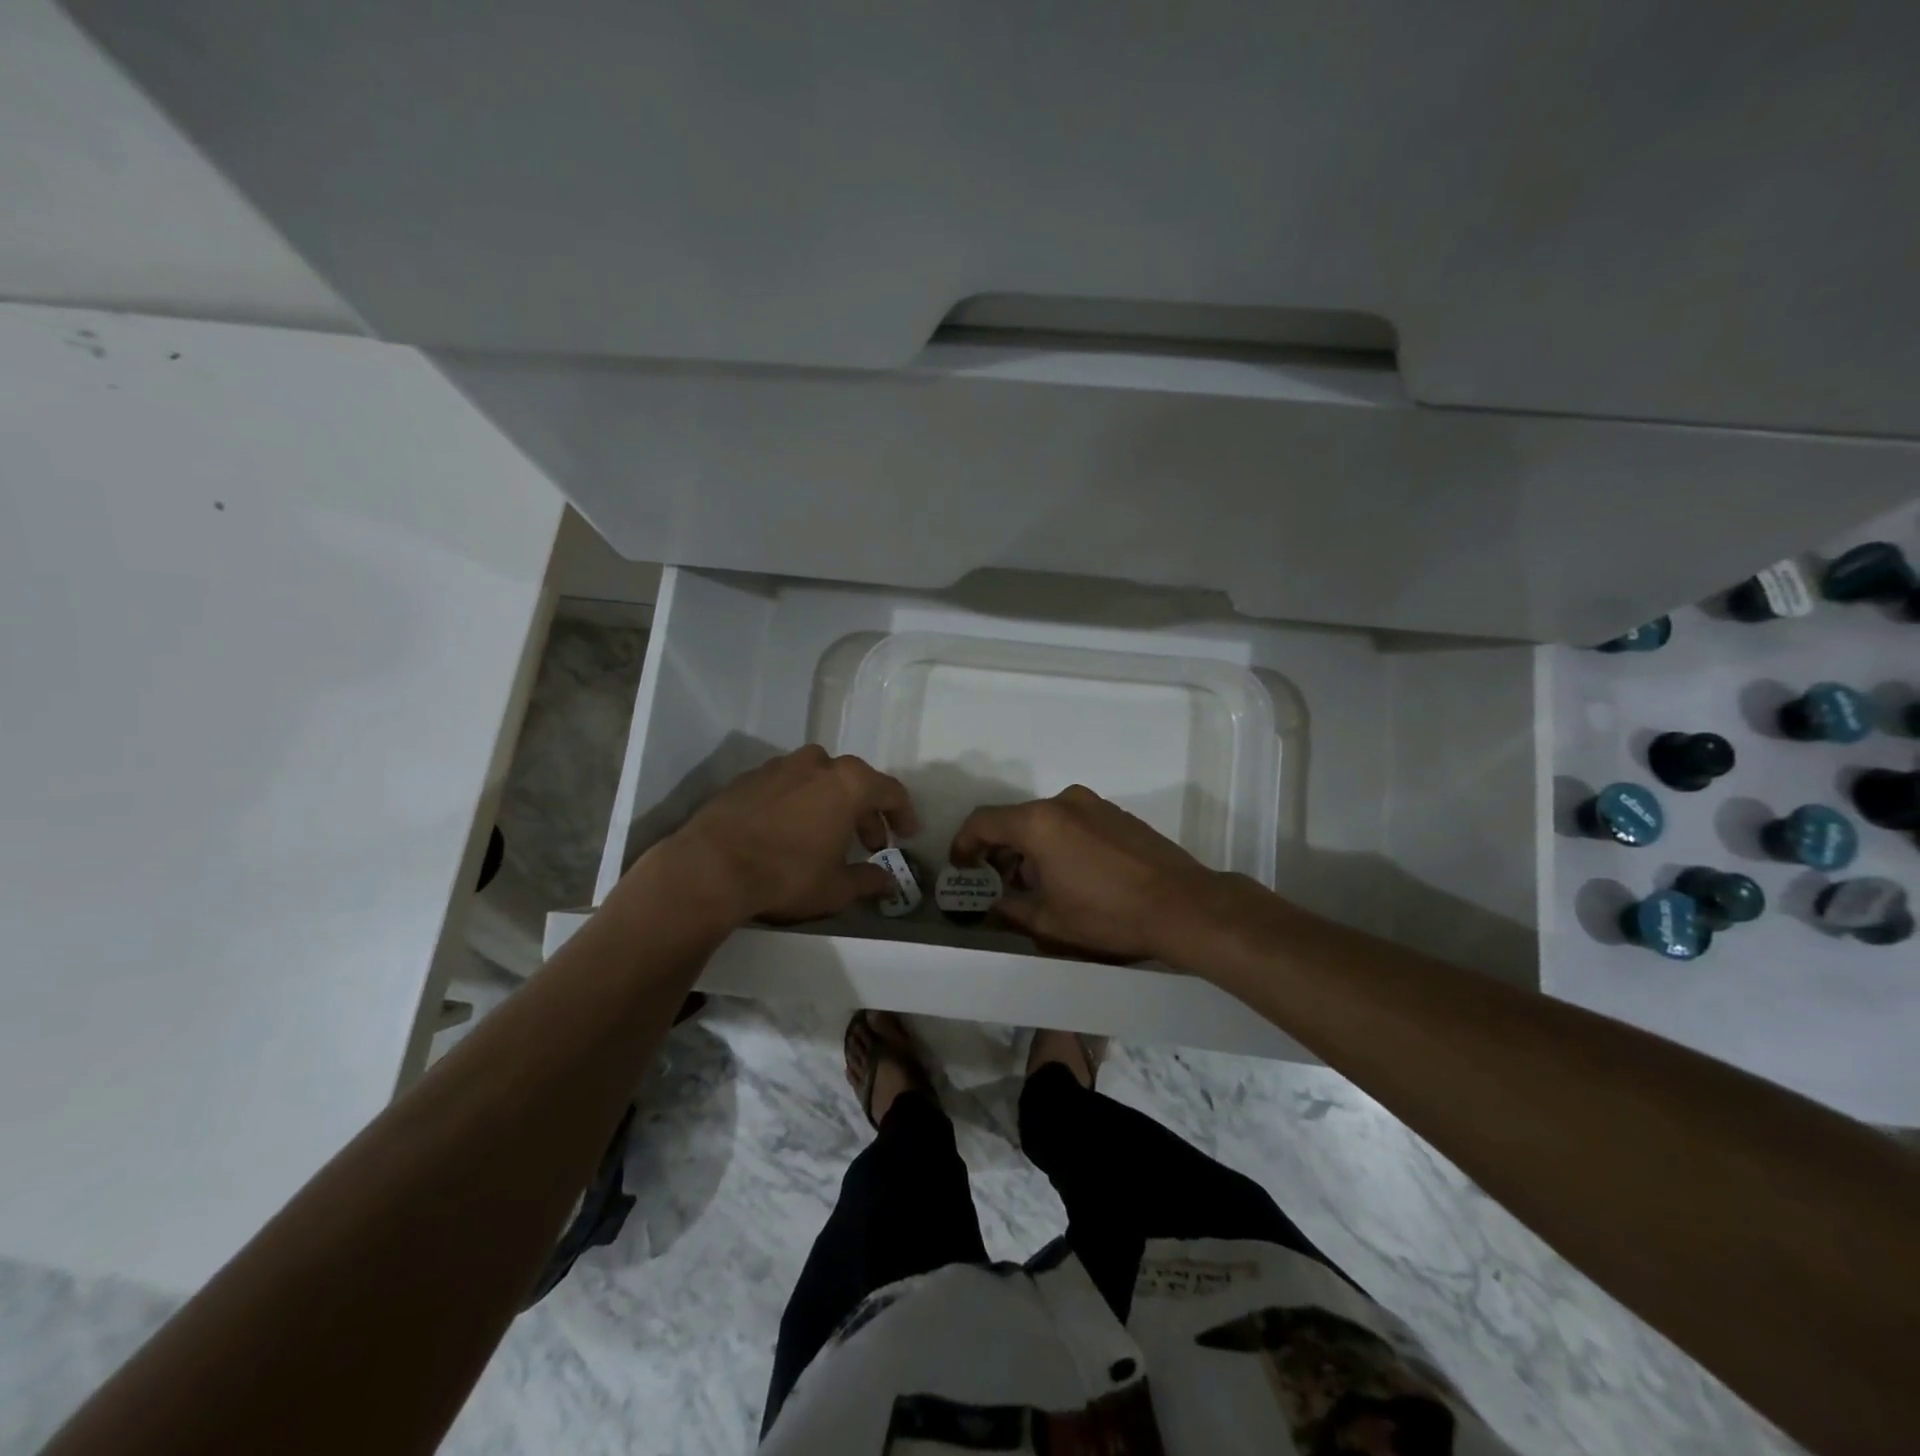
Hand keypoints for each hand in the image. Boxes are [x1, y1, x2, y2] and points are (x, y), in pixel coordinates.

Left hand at [667, 746, 916, 923]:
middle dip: (867, 812)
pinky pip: (787, 784)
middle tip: (870, 843)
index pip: (891, 791)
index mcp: (849, 783)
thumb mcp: (836, 888)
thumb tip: (889, 883)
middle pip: (855, 782)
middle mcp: (817, 764)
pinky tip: (789, 830)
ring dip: (831, 802)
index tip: (907, 835)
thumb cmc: (787, 874)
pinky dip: (798, 802)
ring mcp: (780, 766)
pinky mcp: (748, 777)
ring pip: (819, 778)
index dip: (903, 815)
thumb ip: (868, 880)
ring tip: (828, 834)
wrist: (710, 867)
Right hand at [949, 785, 1216, 961]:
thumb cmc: (1108, 915)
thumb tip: (998, 903)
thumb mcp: (1050, 922)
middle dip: (1001, 850)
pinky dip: (1060, 842)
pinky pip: (1074, 822)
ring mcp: (1095, 805)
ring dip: (1032, 847)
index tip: (961, 866)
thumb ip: (1013, 909)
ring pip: (1047, 821)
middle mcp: (1064, 802)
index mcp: (1039, 822)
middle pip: (1016, 820)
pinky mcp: (1118, 815)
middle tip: (998, 883)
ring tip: (1037, 884)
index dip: (964, 843)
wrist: (1183, 905)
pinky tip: (1072, 875)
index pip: (984, 821)